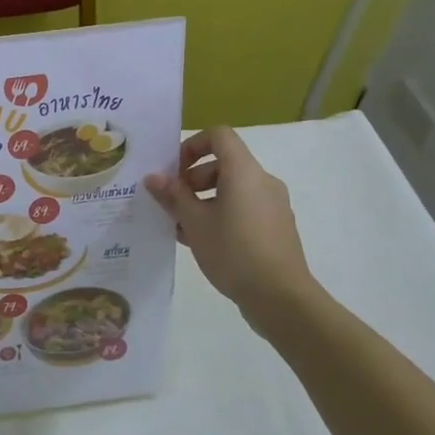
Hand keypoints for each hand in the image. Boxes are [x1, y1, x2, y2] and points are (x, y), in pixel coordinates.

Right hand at [145, 128, 321, 333]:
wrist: (281, 298)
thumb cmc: (233, 251)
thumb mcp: (194, 222)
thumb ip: (173, 196)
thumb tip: (153, 178)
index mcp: (244, 171)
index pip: (218, 136)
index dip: (192, 146)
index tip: (175, 171)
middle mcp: (263, 181)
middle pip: (223, 164)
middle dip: (193, 179)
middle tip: (173, 203)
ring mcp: (273, 205)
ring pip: (232, 190)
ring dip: (204, 200)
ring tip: (182, 227)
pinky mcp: (277, 228)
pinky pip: (244, 209)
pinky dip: (222, 215)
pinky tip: (202, 242)